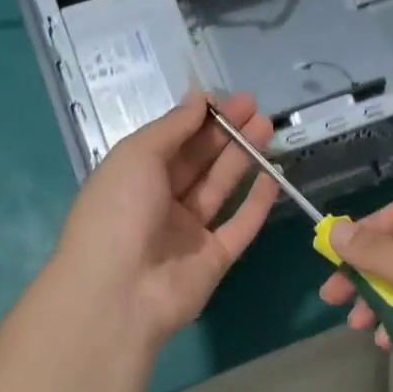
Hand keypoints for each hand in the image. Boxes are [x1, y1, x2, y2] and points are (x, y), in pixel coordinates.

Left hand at [54, 92, 278, 344]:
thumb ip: (172, 126)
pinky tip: (274, 176)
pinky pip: (240, 225)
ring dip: (243, 158)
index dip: (198, 119)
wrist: (119, 293)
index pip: (171, 141)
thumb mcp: (136, 155)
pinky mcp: (215, 259)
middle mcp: (160, 203)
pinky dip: (257, 202)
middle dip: (226, 133)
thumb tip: (200, 98)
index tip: (227, 99)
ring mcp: (188, 233)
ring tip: (267, 128)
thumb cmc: (118, 212)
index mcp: (133, 178)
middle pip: (198, 162)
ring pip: (221, 188)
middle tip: (256, 108)